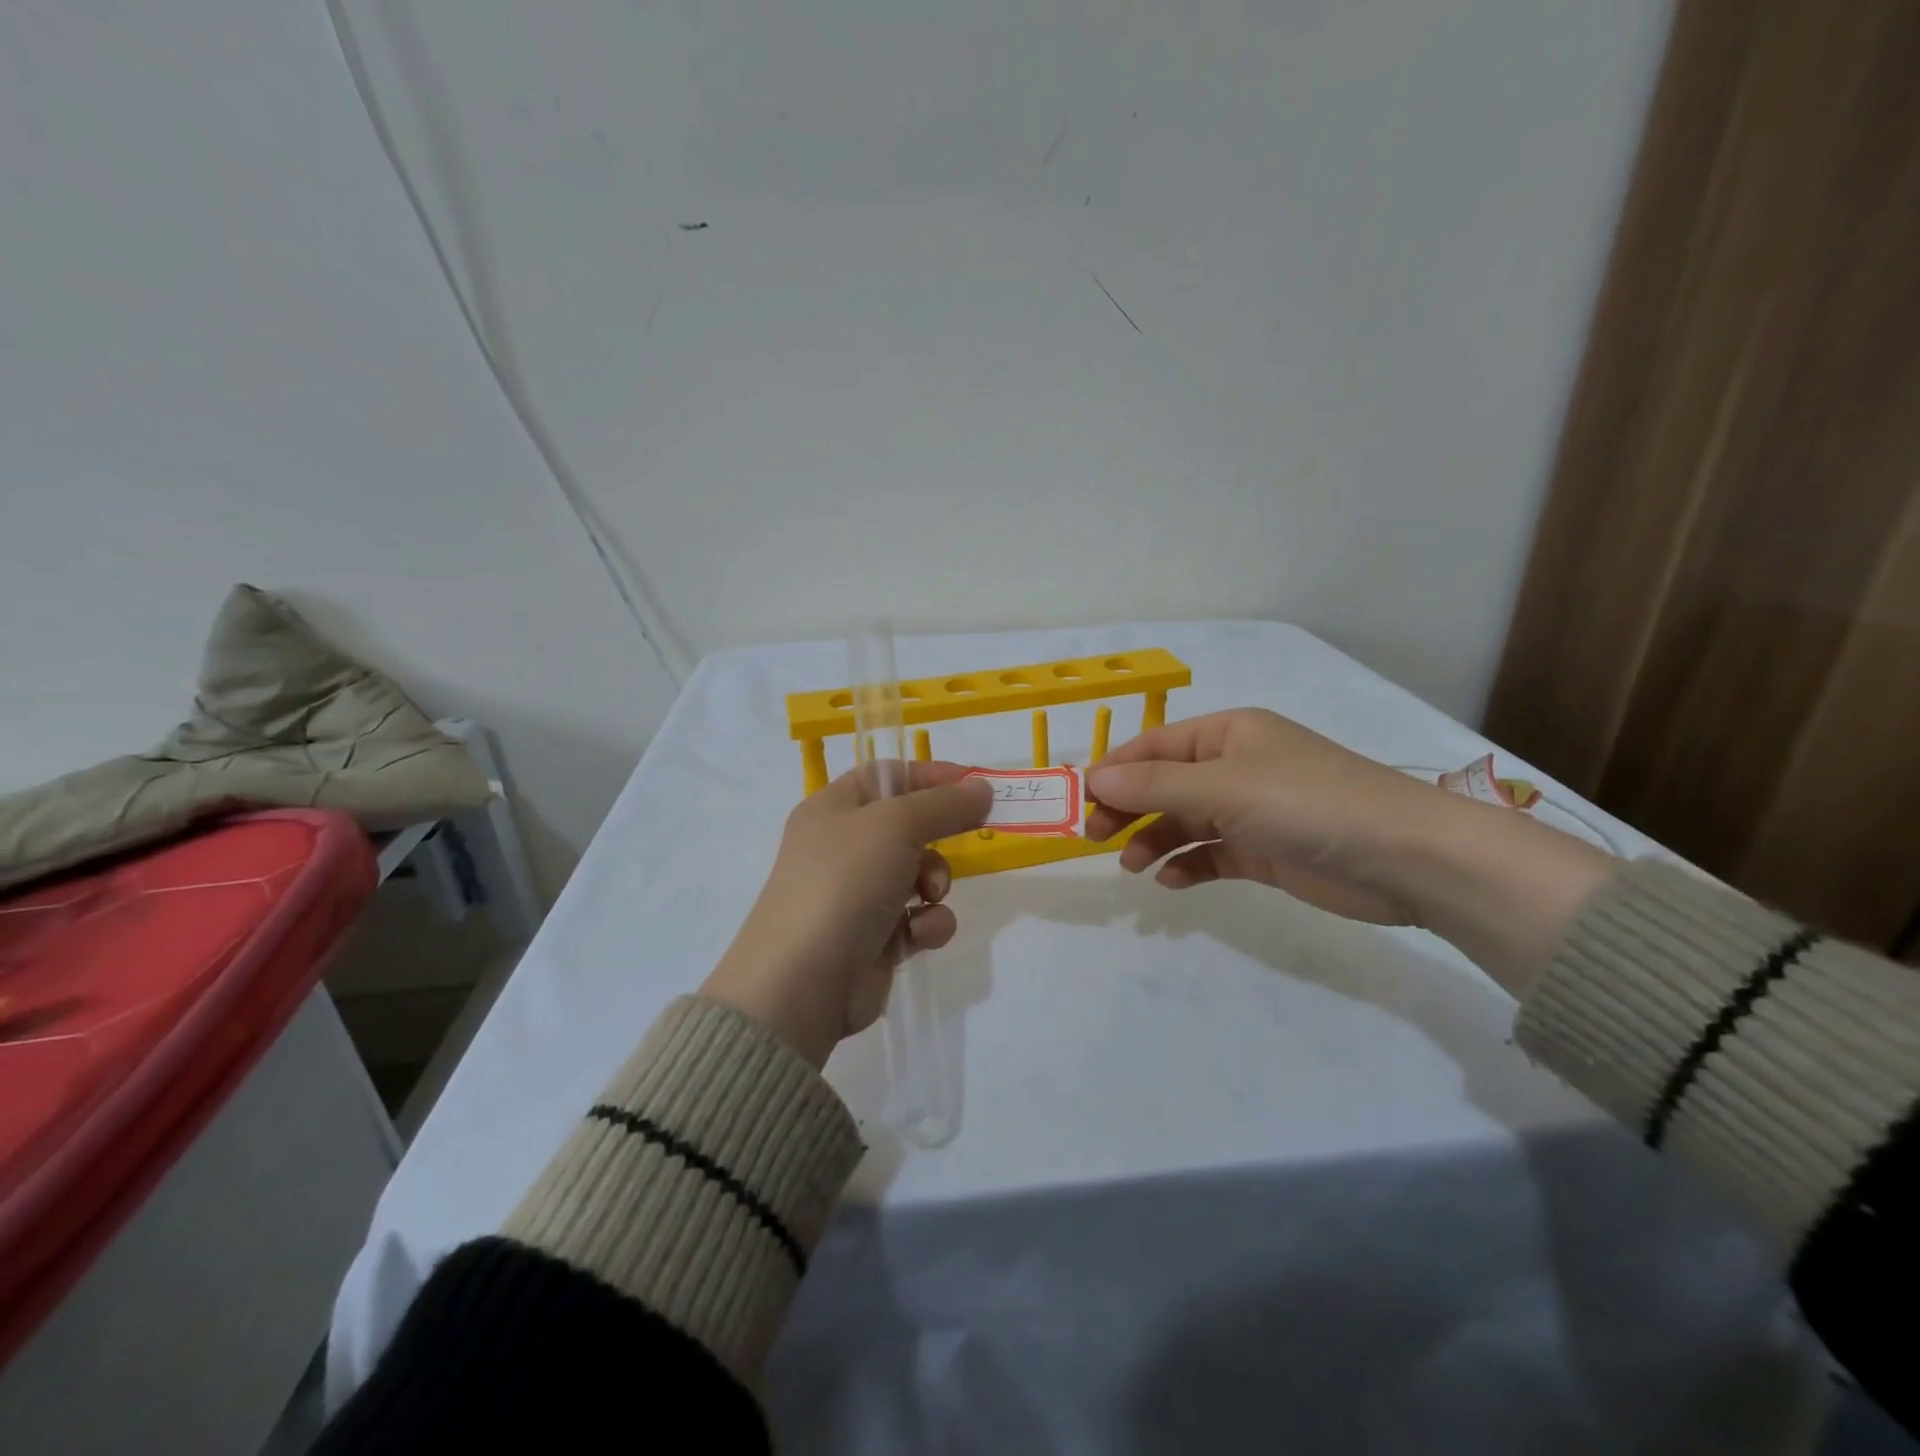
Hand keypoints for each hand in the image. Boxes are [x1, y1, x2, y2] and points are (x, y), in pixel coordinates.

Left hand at [702, 762, 992, 1066]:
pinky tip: (919, 936)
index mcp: (833, 809)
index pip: (887, 775)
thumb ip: (944, 804)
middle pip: (908, 825)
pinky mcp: (874, 939)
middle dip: (940, 835)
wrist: (802, 982)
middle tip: (968, 836)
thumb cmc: (845, 882)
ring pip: (918, 874)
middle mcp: (842, 847)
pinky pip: (916, 919)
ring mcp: (858, 895)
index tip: (974, 785)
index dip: (930, 775)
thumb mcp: (896, 825)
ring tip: (930, 896)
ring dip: (936, 882)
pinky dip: (927, 925)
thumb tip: (982, 787)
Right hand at [1086, 709, 1612, 995]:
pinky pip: (1212, 853)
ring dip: (1154, 839)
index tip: (1078, 801)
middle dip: (1128, 807)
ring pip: (1184, 821)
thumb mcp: (1224, 787)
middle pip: (1164, 784)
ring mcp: (1252, 810)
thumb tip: (1092, 778)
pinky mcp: (1266, 850)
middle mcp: (1236, 766)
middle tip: (1095, 837)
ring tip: (1132, 865)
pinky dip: (1188, 865)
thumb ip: (1154, 786)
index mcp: (1228, 734)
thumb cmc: (1308, 803)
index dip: (1113, 771)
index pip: (1154, 746)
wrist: (1407, 858)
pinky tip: (1171, 882)